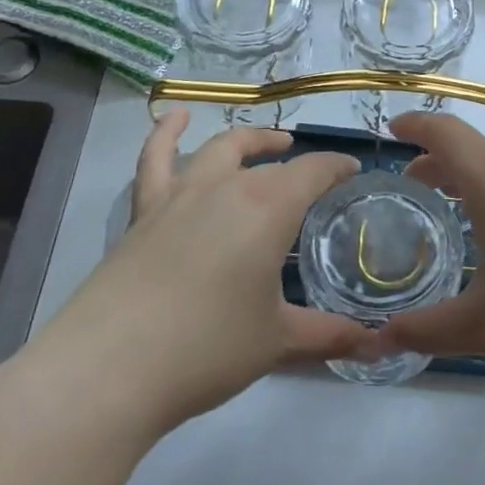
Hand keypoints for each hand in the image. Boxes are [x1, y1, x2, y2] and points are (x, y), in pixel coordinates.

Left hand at [24, 110, 377, 436]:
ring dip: (247, 141)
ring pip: (219, 150)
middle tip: (313, 172)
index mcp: (268, 208)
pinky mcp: (143, 212)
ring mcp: (179, 195)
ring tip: (265, 141)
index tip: (352, 171)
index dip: (337, 167)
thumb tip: (375, 344)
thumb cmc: (207, 348)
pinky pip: (154, 160)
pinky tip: (174, 118)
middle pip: (268, 160)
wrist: (110, 366)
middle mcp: (226, 188)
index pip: (313, 172)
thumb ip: (328, 335)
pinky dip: (165, 133)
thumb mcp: (277, 342)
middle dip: (296, 160)